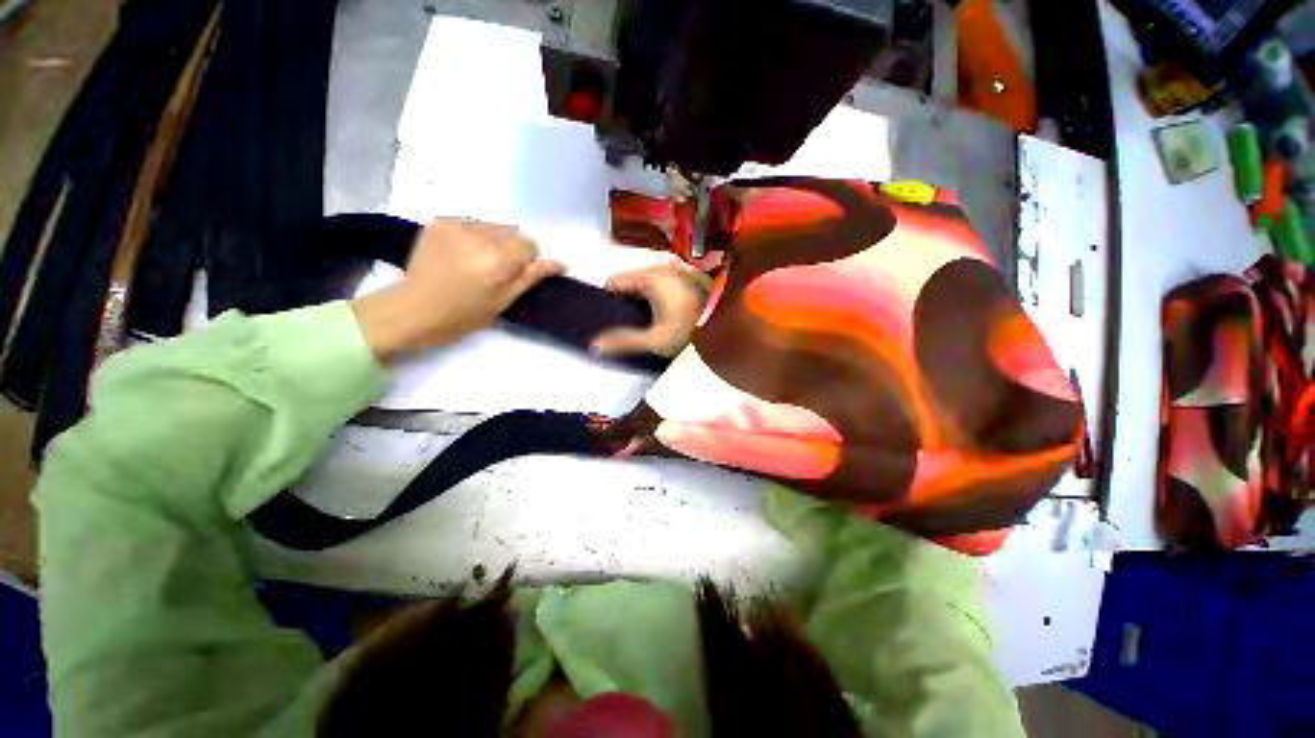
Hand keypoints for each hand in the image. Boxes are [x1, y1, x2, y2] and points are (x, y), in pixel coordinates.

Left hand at [353, 219, 562, 360]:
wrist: (412, 310)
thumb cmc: (462, 316)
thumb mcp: (503, 301)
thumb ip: (530, 277)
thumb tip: (558, 262)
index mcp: (497, 260)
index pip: (529, 244)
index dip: (527, 260)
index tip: (515, 275)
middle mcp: (478, 236)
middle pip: (512, 232)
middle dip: (510, 249)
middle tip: (495, 271)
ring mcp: (456, 225)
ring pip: (492, 226)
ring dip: (493, 240)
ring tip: (475, 262)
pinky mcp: (439, 222)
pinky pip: (471, 222)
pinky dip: (473, 235)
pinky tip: (460, 253)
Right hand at [591, 263, 709, 357]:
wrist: (728, 325)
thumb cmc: (689, 330)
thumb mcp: (655, 341)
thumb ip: (624, 342)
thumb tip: (594, 345)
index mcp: (649, 278)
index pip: (614, 281)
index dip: (609, 299)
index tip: (614, 317)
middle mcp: (661, 267)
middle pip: (630, 279)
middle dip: (628, 298)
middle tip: (634, 321)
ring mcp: (677, 269)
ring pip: (647, 279)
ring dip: (644, 295)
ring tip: (651, 317)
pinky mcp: (688, 274)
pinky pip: (663, 280)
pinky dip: (659, 292)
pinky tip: (667, 309)